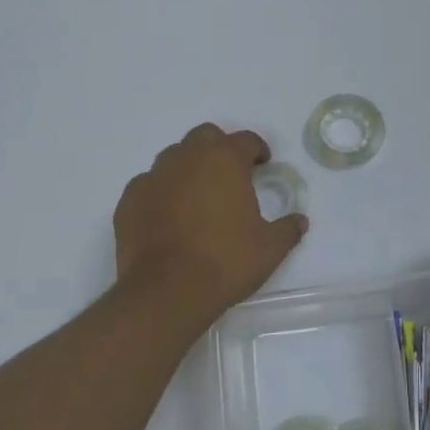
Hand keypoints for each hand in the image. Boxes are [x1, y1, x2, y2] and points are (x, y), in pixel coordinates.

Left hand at [114, 123, 307, 319]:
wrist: (166, 291)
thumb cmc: (226, 261)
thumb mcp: (270, 248)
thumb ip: (288, 229)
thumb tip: (300, 221)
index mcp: (224, 160)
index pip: (245, 140)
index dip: (257, 150)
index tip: (263, 164)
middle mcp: (186, 158)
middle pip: (205, 137)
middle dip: (220, 150)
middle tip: (231, 175)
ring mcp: (153, 177)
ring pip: (174, 158)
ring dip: (189, 168)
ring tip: (199, 197)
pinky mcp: (129, 200)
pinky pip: (149, 185)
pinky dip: (162, 193)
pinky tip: (169, 216)